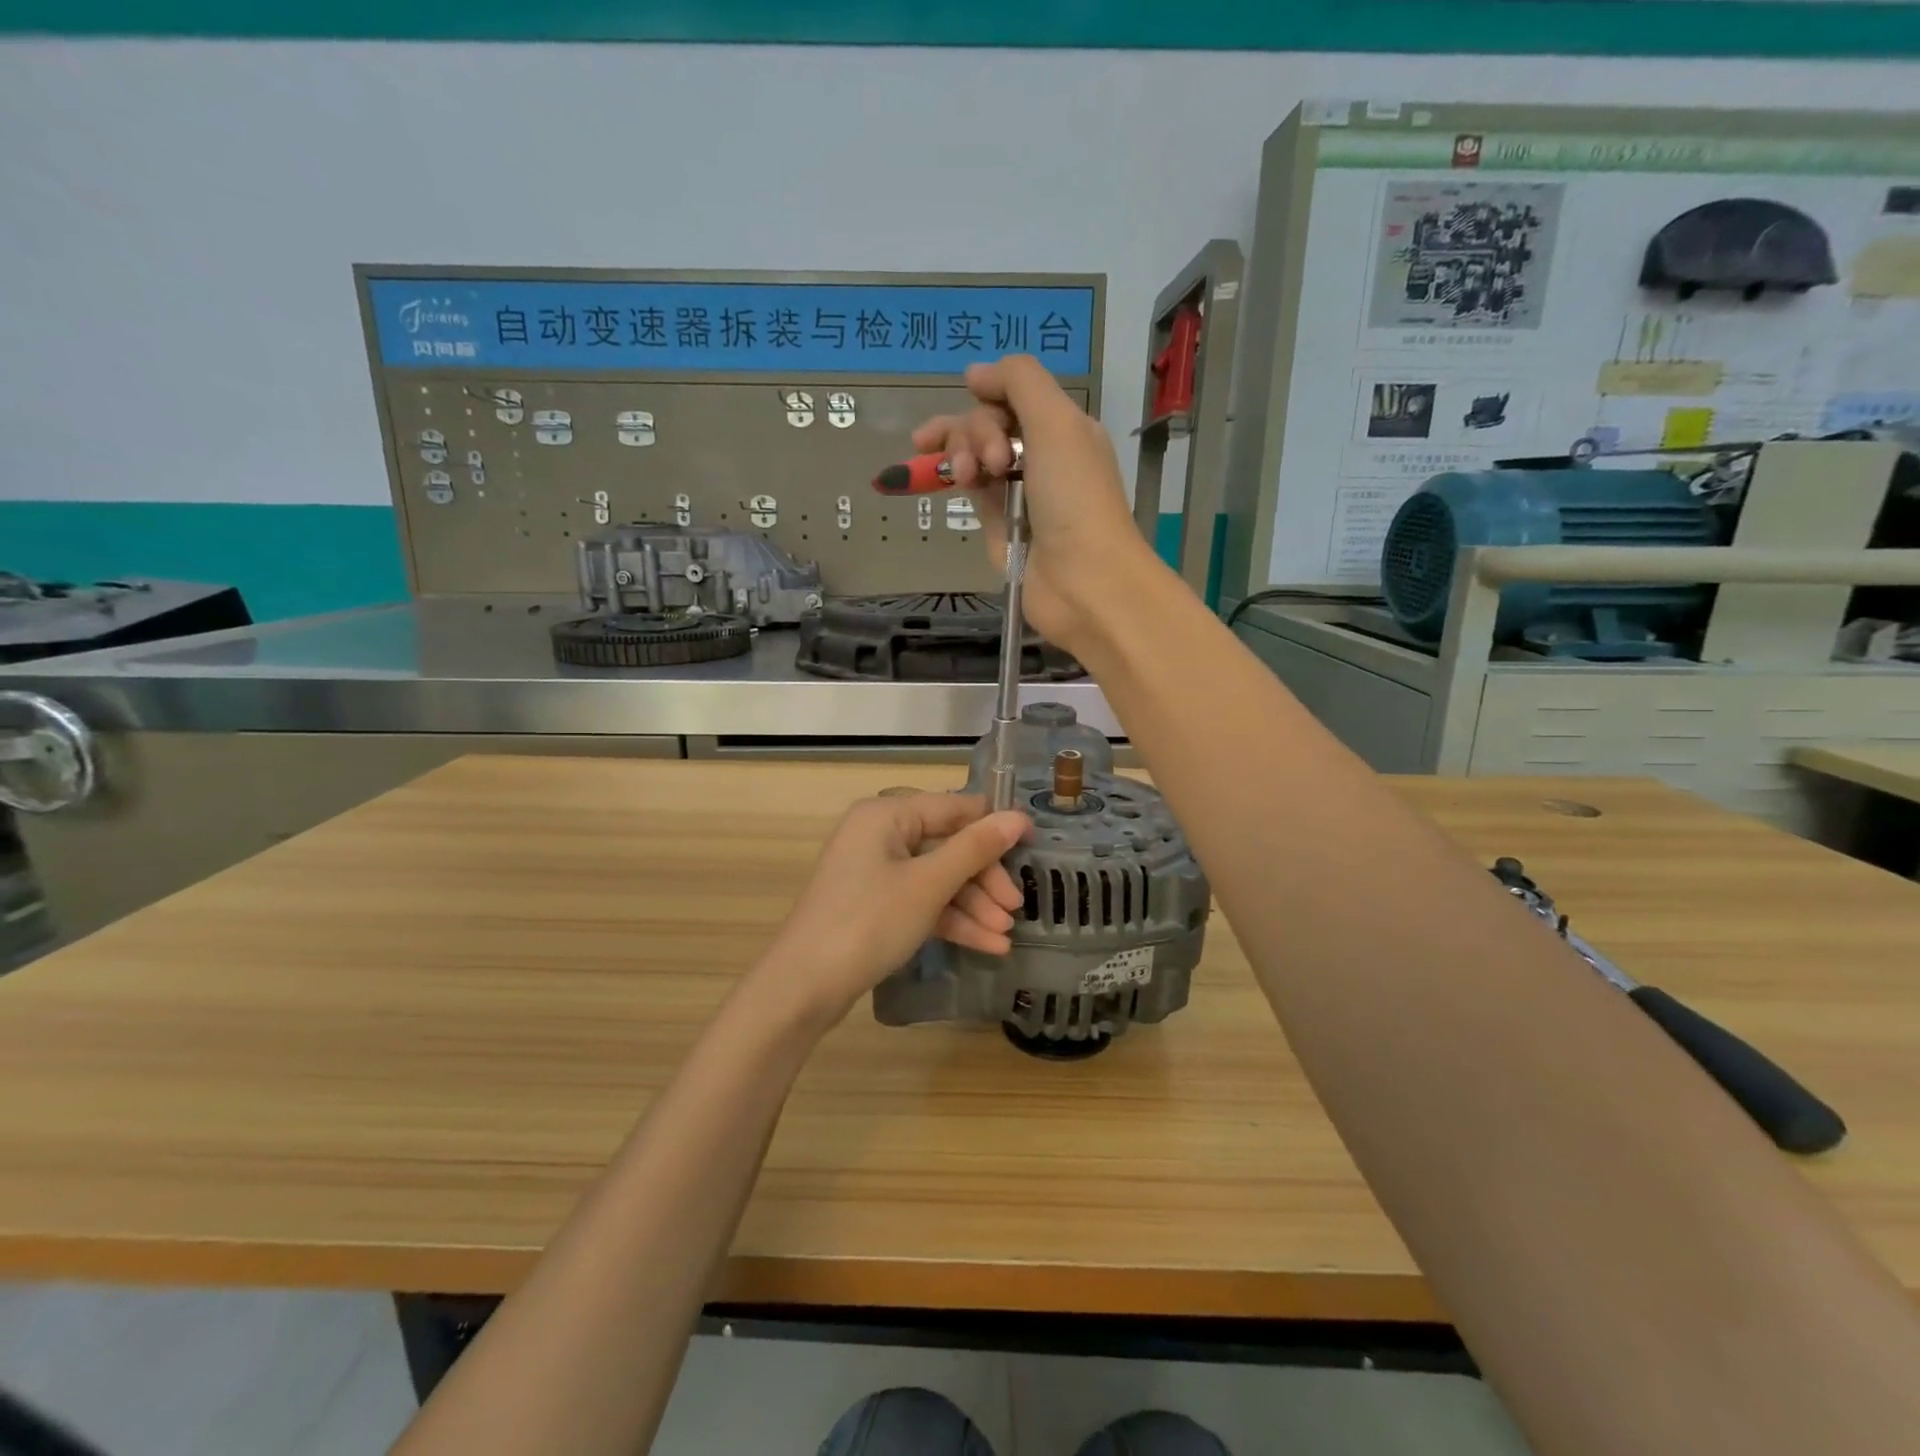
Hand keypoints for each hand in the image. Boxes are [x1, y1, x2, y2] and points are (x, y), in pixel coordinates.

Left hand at [751, 793, 1030, 1024]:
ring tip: (1005, 936)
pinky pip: (920, 901)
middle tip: (1015, 908)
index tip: (1033, 846)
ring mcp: (875, 871)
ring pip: (936, 878)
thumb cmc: (869, 922)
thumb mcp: (928, 884)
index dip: (994, 826)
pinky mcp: (874, 905)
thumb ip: (975, 849)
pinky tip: (986, 945)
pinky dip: (950, 920)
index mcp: (886, 814)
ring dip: (972, 905)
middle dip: (983, 879)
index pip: (953, 807)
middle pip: (947, 846)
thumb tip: (1017, 817)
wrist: (804, 987)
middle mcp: (879, 834)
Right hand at [911, 355, 1160, 654]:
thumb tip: (974, 373)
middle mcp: (1041, 456)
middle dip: (976, 430)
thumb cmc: (1075, 498)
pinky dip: (960, 479)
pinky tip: (954, 481)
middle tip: (992, 462)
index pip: (1013, 394)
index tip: (971, 393)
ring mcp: (1018, 492)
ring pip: (974, 454)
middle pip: (988, 423)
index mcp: (1063, 428)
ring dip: (962, 453)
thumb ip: (1019, 382)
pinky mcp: (1000, 526)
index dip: (989, 392)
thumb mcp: (1056, 423)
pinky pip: (972, 490)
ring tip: (967, 476)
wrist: (1083, 581)